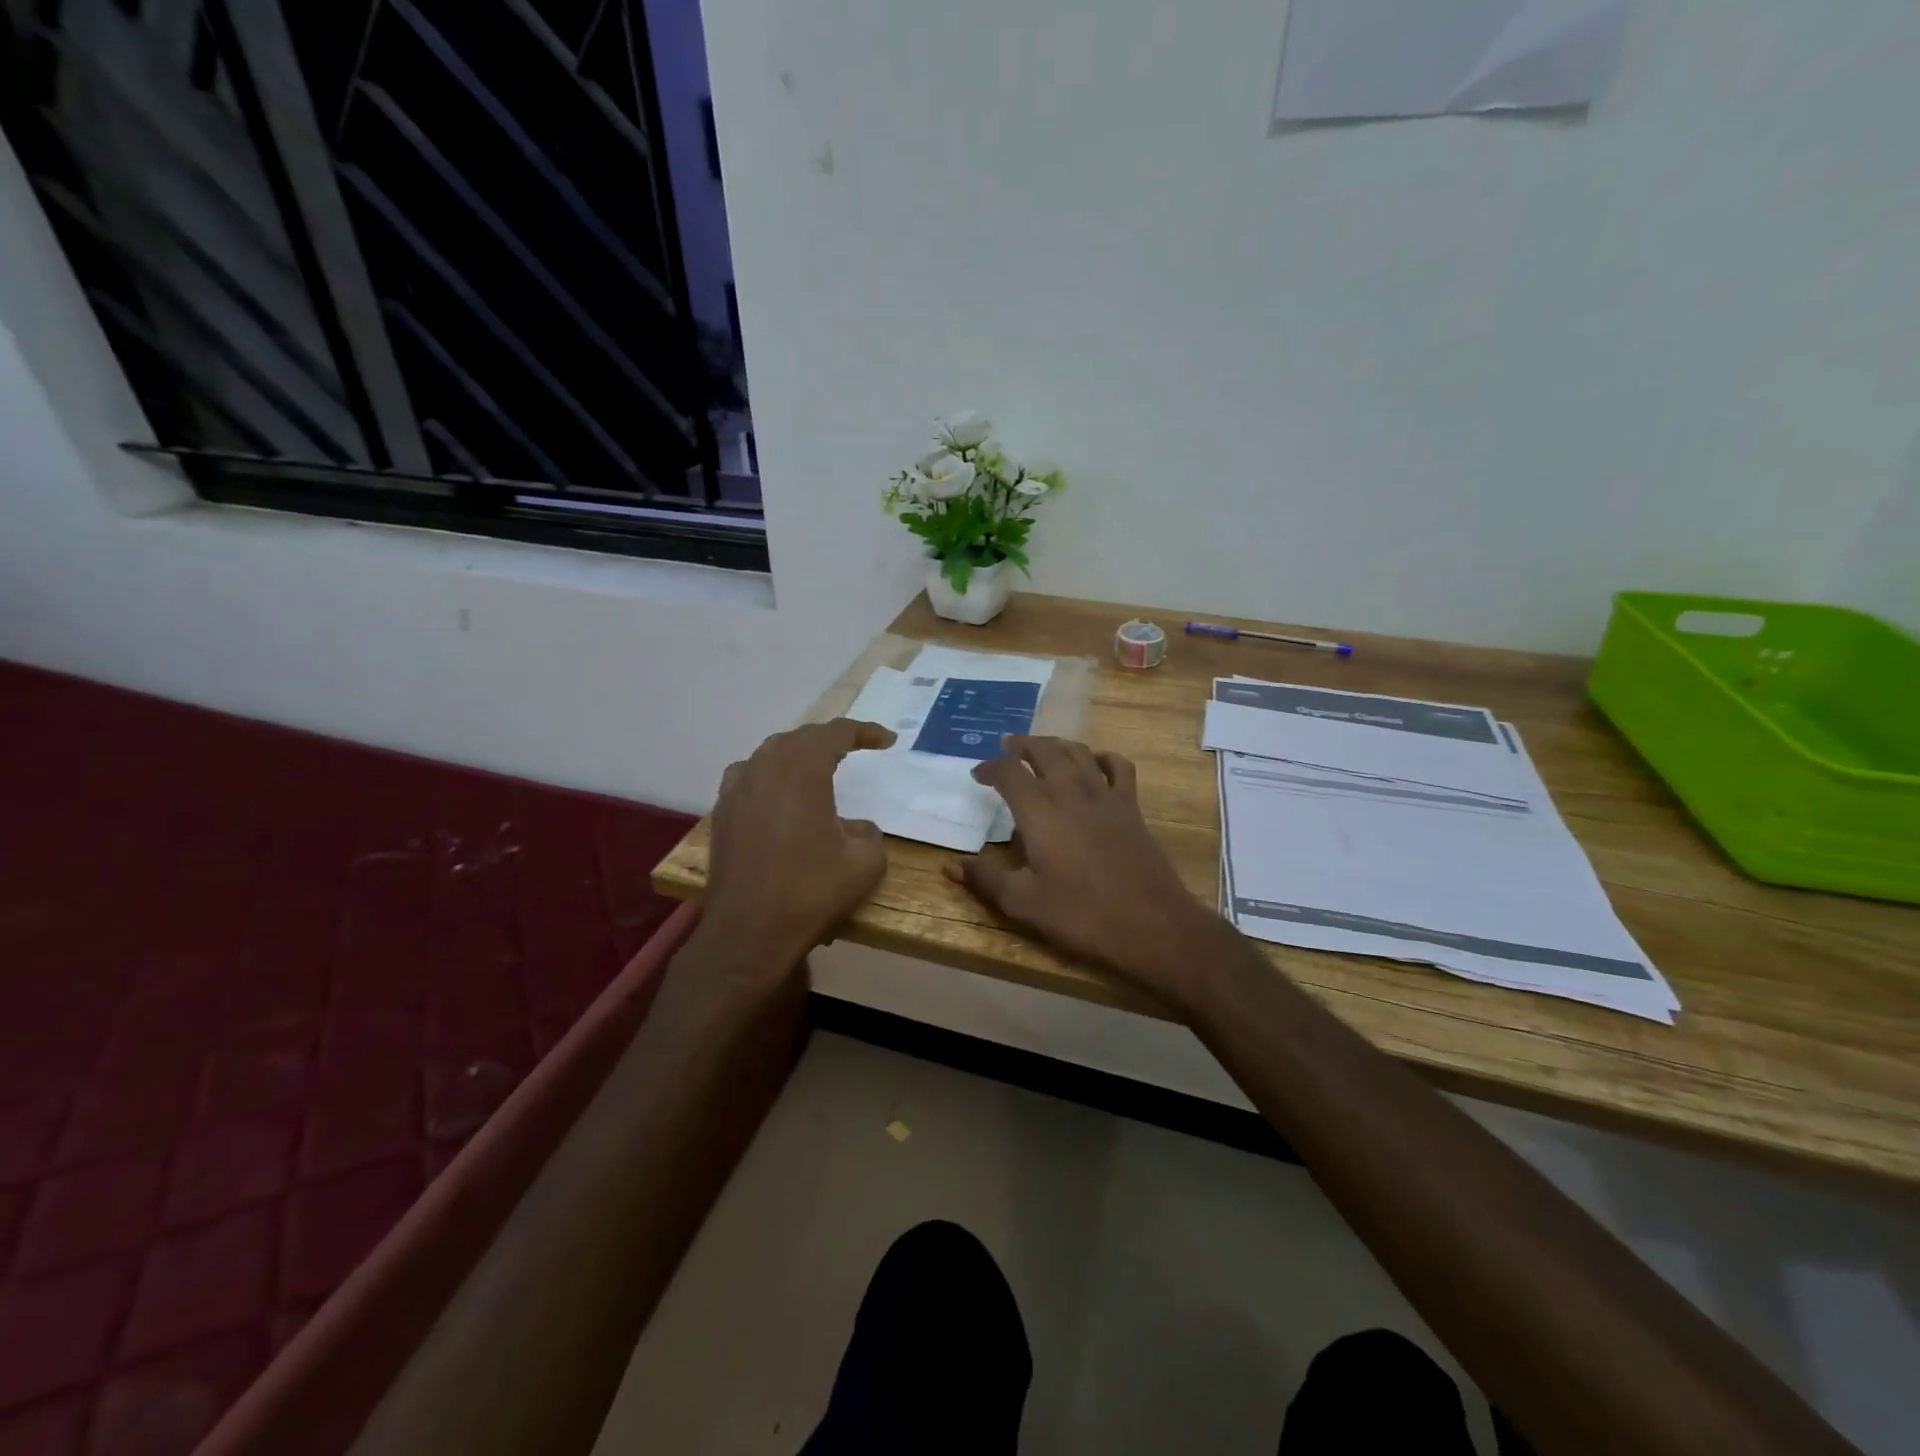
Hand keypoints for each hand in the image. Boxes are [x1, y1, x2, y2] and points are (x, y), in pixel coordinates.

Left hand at [702, 719, 895, 968]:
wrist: (748, 932)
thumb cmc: (810, 892)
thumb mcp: (865, 863)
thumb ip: (868, 832)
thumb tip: (854, 827)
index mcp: (802, 771)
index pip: (835, 733)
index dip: (864, 731)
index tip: (887, 741)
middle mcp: (764, 769)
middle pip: (800, 738)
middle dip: (830, 739)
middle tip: (855, 747)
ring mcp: (736, 790)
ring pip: (770, 754)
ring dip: (797, 754)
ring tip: (818, 766)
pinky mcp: (721, 813)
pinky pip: (749, 776)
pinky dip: (771, 775)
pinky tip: (779, 794)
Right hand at [944, 736, 1225, 1007]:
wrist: (1151, 924)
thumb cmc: (1081, 914)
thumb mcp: (1023, 902)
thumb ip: (986, 879)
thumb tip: (951, 866)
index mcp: (1040, 810)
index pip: (1009, 772)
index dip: (990, 767)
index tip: (977, 774)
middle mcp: (1071, 791)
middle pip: (1045, 750)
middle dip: (1022, 745)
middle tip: (1007, 746)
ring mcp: (1106, 796)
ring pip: (1079, 752)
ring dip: (1057, 745)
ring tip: (1043, 749)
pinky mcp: (1131, 807)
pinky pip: (1118, 767)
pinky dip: (1102, 757)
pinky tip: (1095, 764)